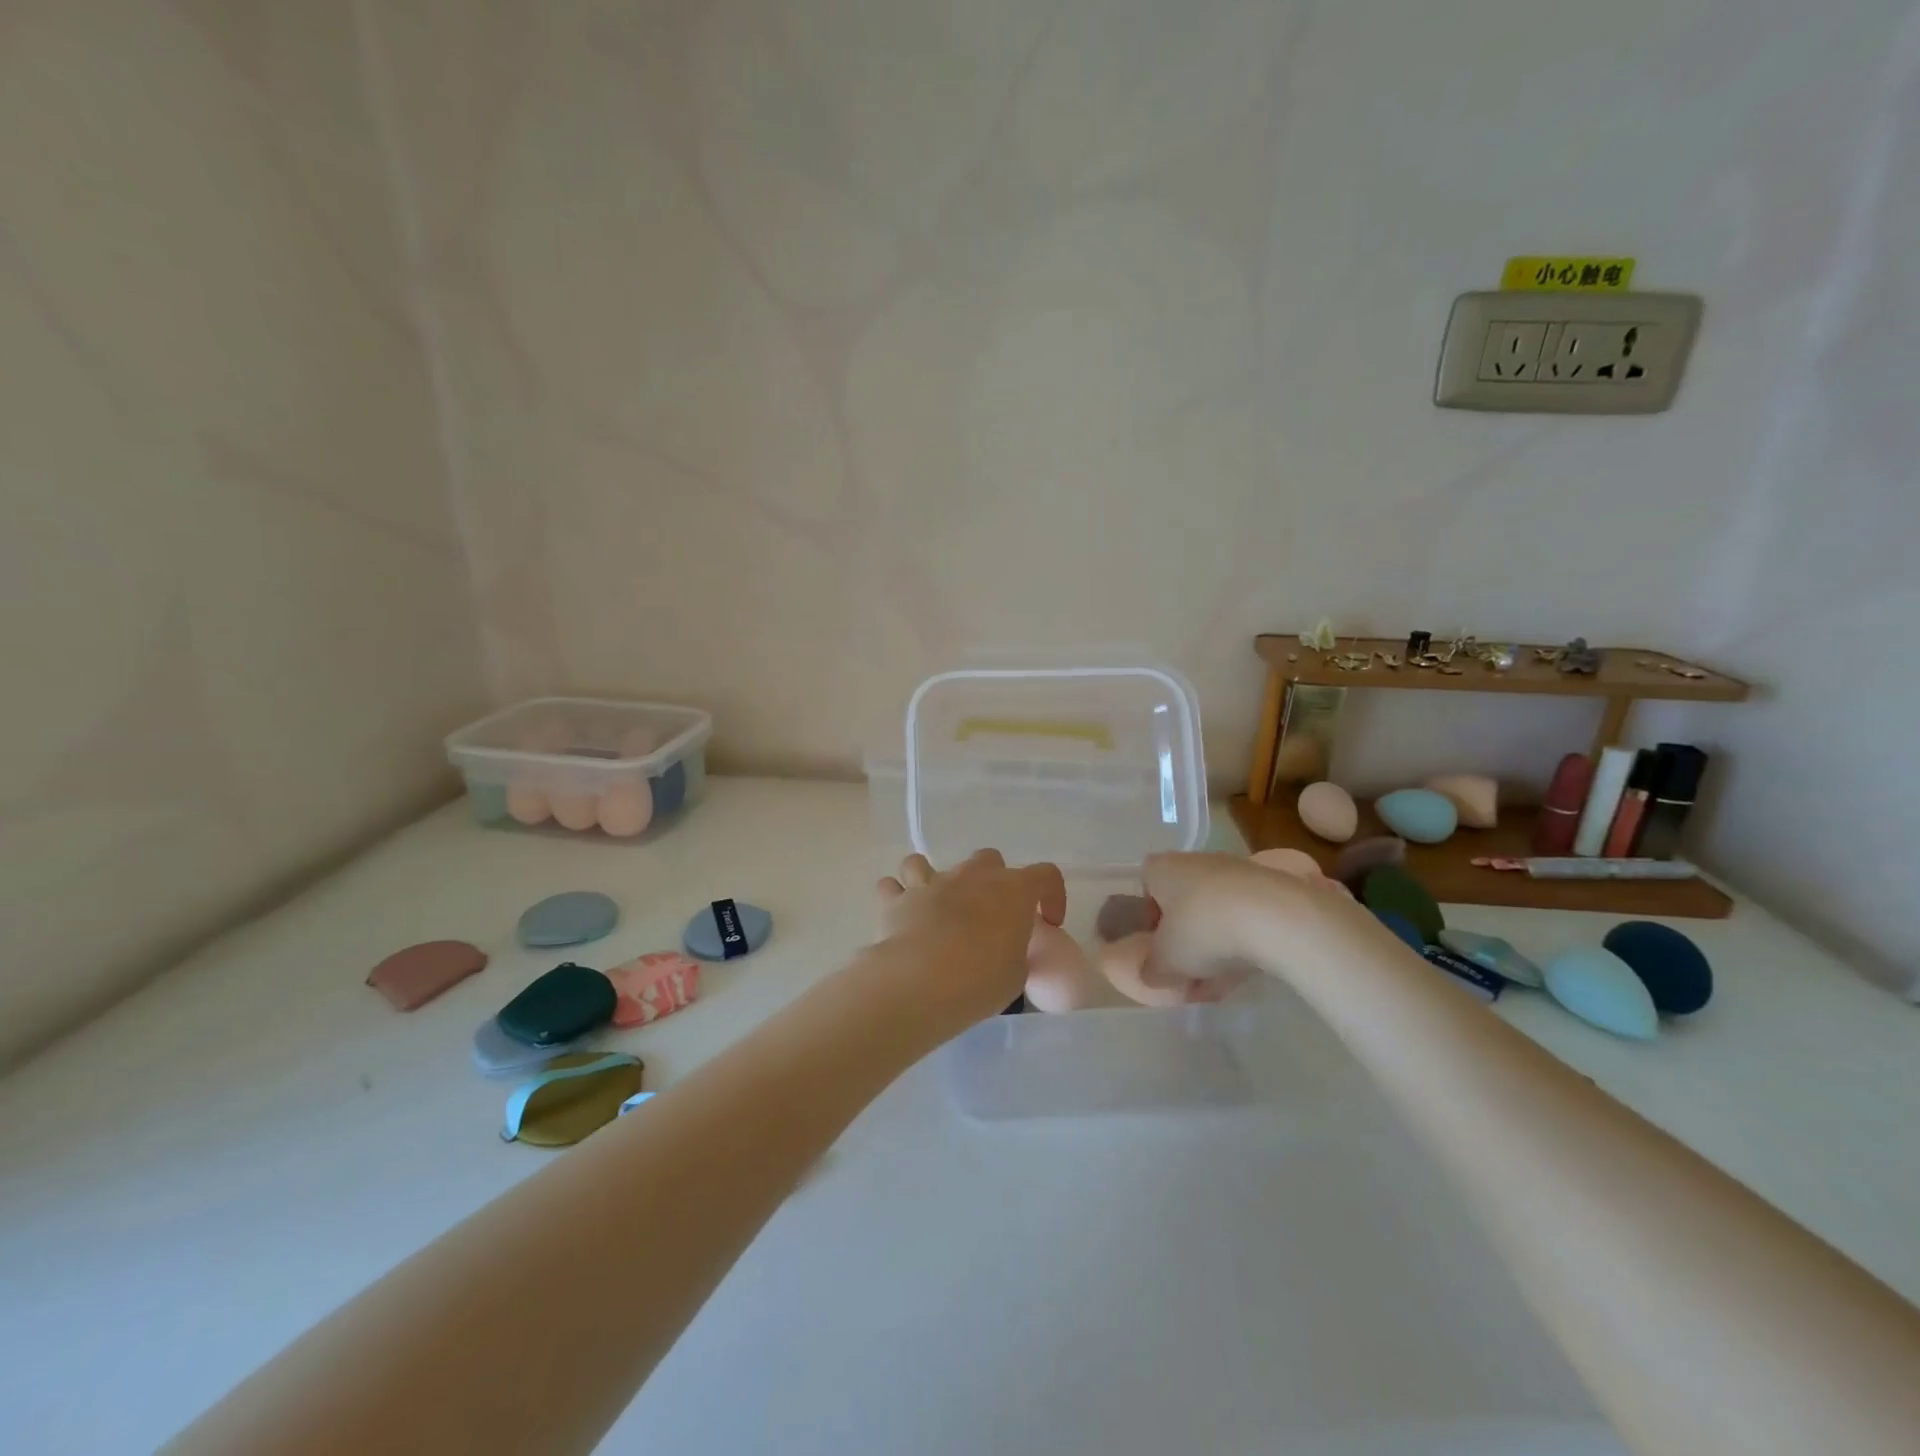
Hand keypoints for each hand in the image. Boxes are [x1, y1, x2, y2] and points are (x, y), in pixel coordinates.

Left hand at [875, 851, 1067, 1023]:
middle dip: (992, 881)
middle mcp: (973, 875)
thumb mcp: (1016, 973)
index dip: (1052, 895)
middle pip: (989, 860)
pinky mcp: (897, 899)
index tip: (1048, 922)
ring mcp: (932, 882)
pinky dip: (896, 897)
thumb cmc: (981, 979)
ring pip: (928, 862)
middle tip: (990, 915)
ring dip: (932, 880)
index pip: (1046, 875)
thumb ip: (1016, 951)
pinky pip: (892, 887)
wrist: (922, 981)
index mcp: (1013, 889)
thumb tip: (1007, 949)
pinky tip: (900, 916)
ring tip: (935, 909)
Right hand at [1139, 850, 1366, 987]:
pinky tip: (1245, 972)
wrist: (1276, 918)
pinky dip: (1243, 940)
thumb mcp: (1165, 963)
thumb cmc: (1203, 930)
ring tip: (1219, 981)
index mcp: (1162, 868)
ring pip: (1216, 910)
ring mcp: (1236, 871)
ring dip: (1215, 942)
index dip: (1150, 917)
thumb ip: (1151, 970)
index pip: (1147, 886)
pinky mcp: (1270, 886)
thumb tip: (1151, 975)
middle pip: (1183, 899)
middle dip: (1186, 935)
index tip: (1160, 946)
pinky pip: (1246, 916)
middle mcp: (1196, 861)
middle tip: (1188, 969)